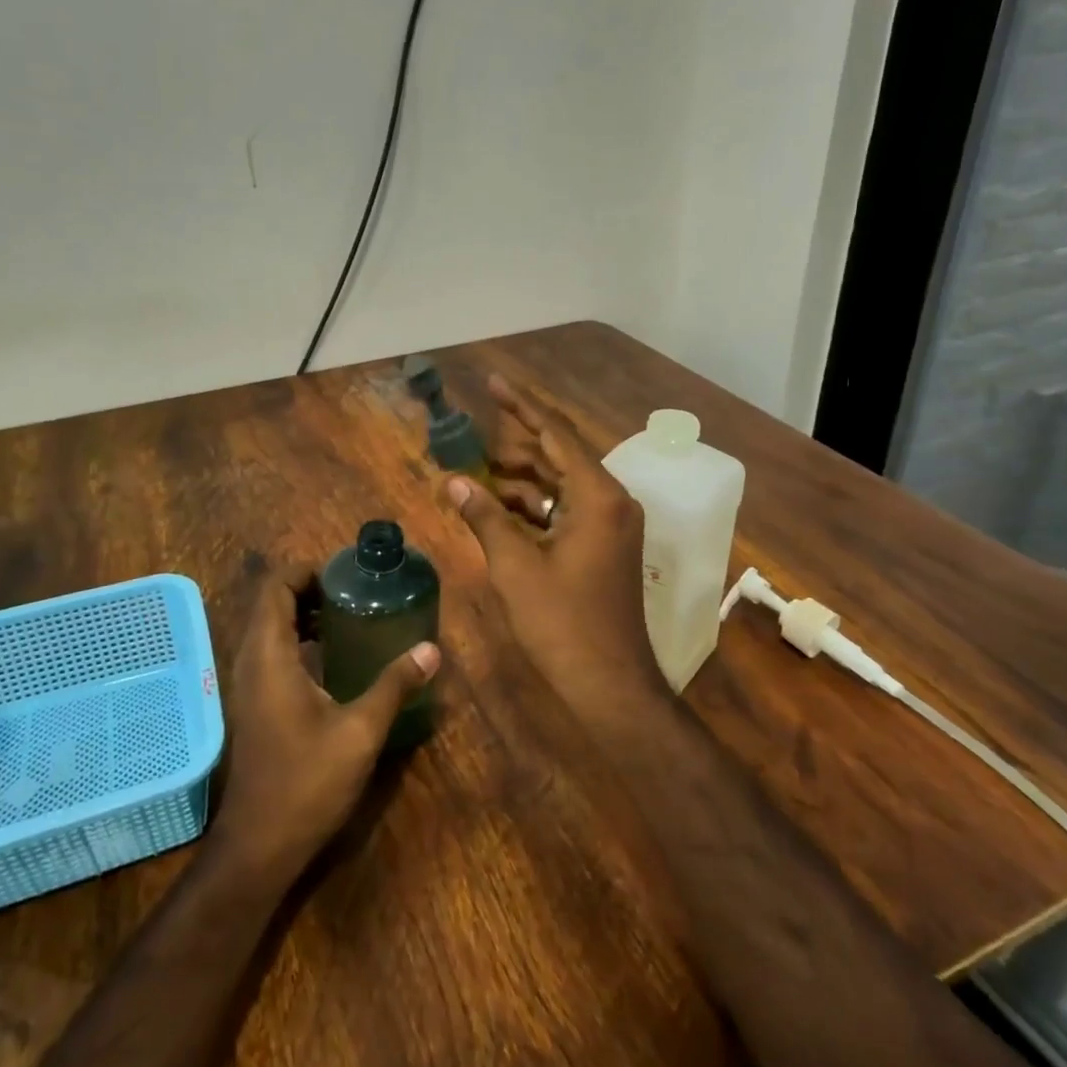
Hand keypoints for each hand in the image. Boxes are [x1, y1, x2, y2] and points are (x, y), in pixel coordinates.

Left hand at [210, 565, 438, 885]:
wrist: (258, 846)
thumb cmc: (306, 782)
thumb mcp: (360, 731)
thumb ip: (394, 685)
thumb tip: (431, 649)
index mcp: (270, 655)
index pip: (276, 586)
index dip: (307, 570)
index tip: (346, 574)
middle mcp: (250, 660)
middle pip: (272, 603)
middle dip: (311, 589)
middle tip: (356, 593)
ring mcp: (247, 684)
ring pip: (270, 628)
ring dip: (304, 615)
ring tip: (349, 619)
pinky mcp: (253, 704)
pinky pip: (271, 652)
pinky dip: (297, 640)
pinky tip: (333, 659)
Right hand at [446, 375, 664, 716]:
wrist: (609, 684)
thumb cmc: (562, 623)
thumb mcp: (515, 567)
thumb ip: (485, 517)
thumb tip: (455, 480)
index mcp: (598, 496)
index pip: (555, 434)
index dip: (520, 406)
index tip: (492, 382)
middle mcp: (610, 501)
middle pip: (558, 455)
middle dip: (515, 444)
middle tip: (473, 430)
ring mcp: (610, 525)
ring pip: (560, 485)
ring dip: (520, 478)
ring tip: (475, 472)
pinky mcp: (603, 546)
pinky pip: (565, 510)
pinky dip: (533, 506)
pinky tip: (497, 509)